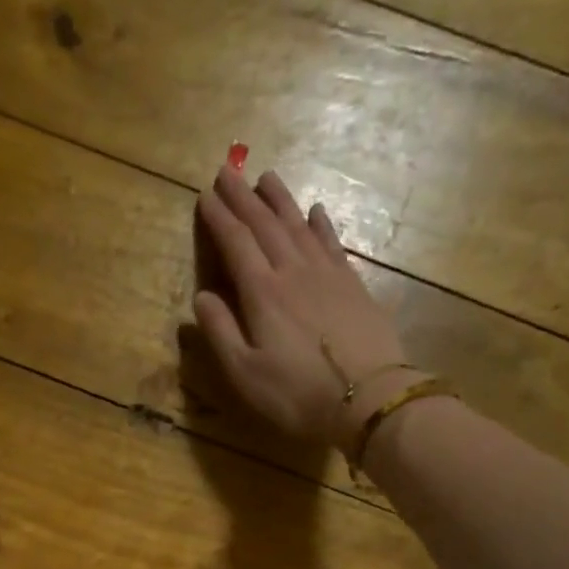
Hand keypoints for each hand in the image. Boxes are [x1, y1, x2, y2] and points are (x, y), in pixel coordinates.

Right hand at [194, 166, 426, 449]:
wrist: (367, 398)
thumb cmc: (296, 393)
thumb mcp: (244, 373)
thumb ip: (220, 333)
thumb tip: (201, 297)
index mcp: (262, 293)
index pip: (236, 244)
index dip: (219, 219)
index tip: (205, 195)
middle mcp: (293, 272)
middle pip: (265, 225)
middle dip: (244, 198)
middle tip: (228, 170)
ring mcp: (327, 275)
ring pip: (298, 225)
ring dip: (280, 200)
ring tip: (266, 177)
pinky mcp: (352, 285)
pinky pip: (331, 243)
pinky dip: (320, 223)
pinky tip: (315, 211)